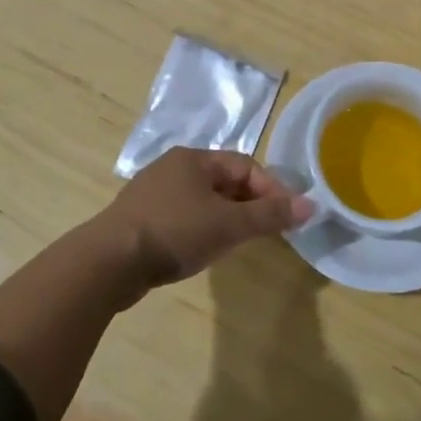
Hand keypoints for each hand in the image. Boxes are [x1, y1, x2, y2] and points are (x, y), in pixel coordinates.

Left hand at [90, 148, 313, 301]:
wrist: (109, 262)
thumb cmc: (174, 232)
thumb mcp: (228, 224)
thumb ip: (270, 215)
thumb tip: (312, 205)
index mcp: (193, 159)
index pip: (245, 165)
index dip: (272, 189)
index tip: (288, 217)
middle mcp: (173, 168)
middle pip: (225, 181)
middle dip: (251, 204)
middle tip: (267, 231)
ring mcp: (154, 193)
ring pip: (204, 200)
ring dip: (228, 218)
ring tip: (240, 243)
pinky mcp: (142, 218)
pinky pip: (184, 216)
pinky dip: (203, 228)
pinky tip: (205, 250)